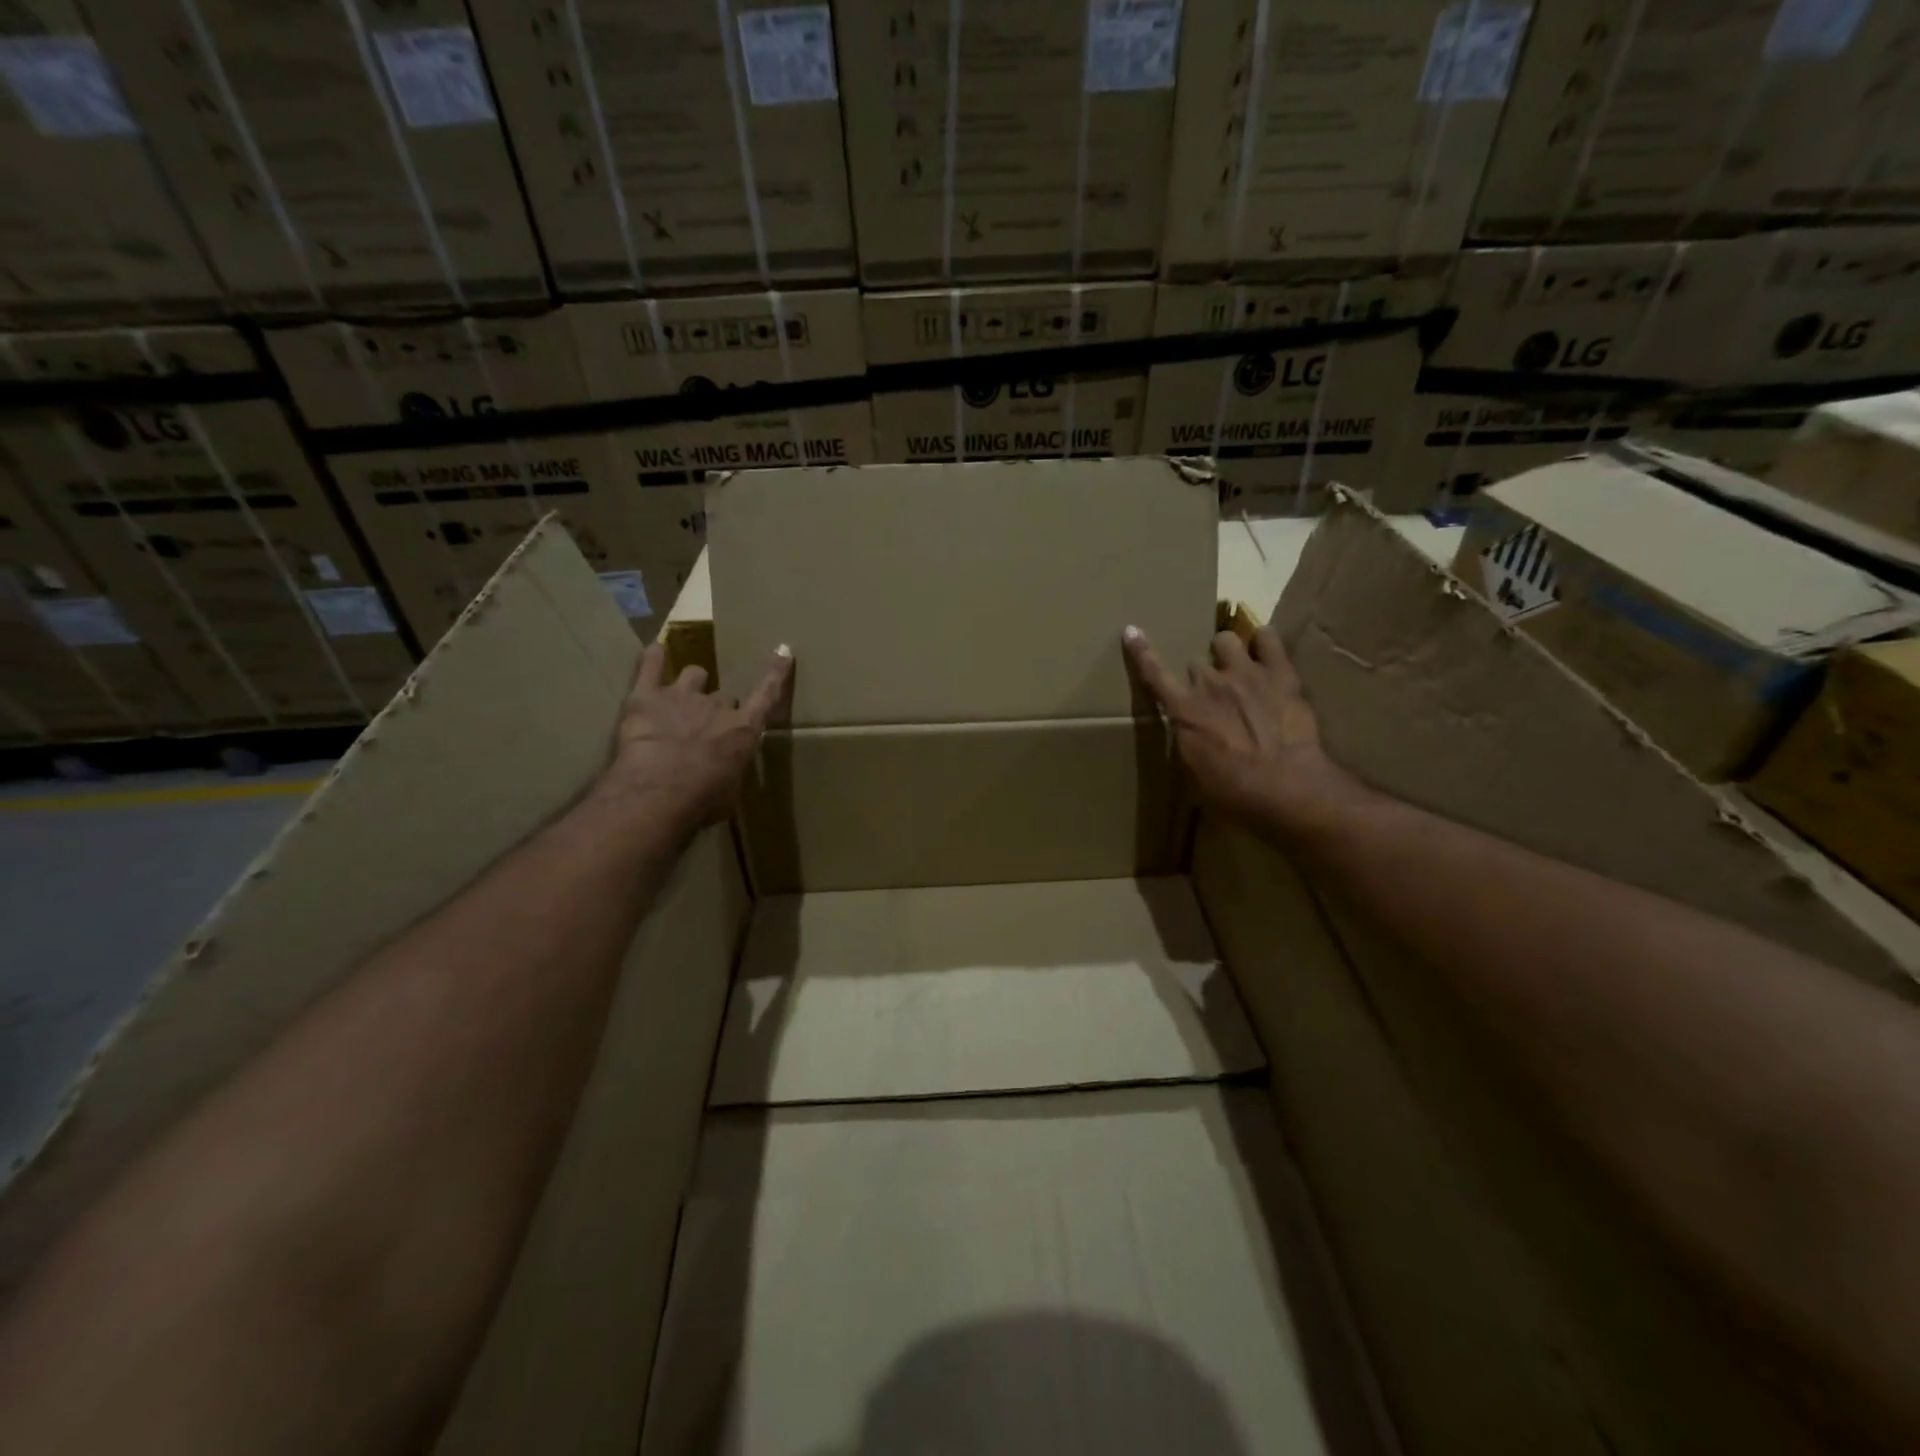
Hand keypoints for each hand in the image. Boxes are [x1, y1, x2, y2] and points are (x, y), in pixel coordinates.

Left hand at [592, 641, 792, 829]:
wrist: (659, 791)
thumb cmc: (702, 801)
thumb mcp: (729, 793)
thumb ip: (730, 772)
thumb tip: (723, 775)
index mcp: (743, 730)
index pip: (767, 695)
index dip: (775, 673)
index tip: (782, 651)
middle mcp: (718, 706)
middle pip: (724, 696)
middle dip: (717, 708)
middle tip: (705, 730)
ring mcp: (682, 696)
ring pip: (694, 674)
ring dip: (691, 684)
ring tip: (681, 698)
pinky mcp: (646, 696)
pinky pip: (650, 666)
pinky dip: (654, 658)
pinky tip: (655, 650)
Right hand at [1124, 622, 1374, 844]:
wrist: (1285, 787)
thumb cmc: (1233, 793)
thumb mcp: (1195, 775)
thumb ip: (1187, 743)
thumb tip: (1188, 733)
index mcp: (1184, 711)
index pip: (1154, 674)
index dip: (1141, 652)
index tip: (1132, 631)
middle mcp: (1209, 683)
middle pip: (1195, 663)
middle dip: (1201, 676)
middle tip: (1215, 695)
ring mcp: (1245, 673)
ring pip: (1225, 640)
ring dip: (1228, 652)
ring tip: (1239, 667)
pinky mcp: (1280, 673)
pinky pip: (1268, 638)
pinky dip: (1263, 642)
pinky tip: (1265, 652)